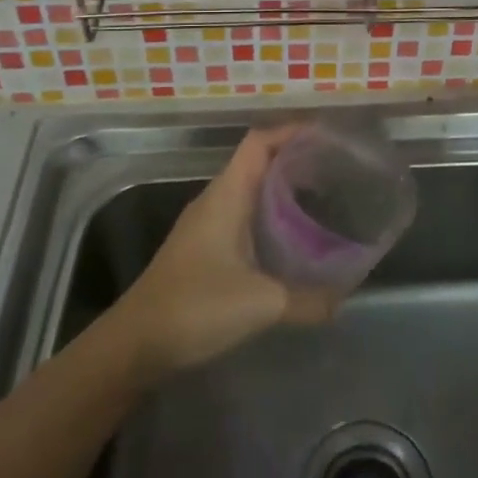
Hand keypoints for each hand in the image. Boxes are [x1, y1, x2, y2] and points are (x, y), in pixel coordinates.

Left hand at [111, 127, 337, 376]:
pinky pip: (244, 217)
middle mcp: (215, 201)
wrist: (133, 346)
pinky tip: (292, 239)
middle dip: (296, 160)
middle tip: (337, 169)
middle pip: (258, 162)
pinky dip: (271, 217)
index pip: (260, 142)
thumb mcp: (261, 304)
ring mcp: (206, 225)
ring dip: (284, 189)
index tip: (328, 136)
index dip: (292, 131)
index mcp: (226, 195)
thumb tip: (344, 299)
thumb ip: (308, 300)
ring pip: (250, 191)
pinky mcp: (204, 250)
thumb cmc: (194, 308)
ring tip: (323, 198)